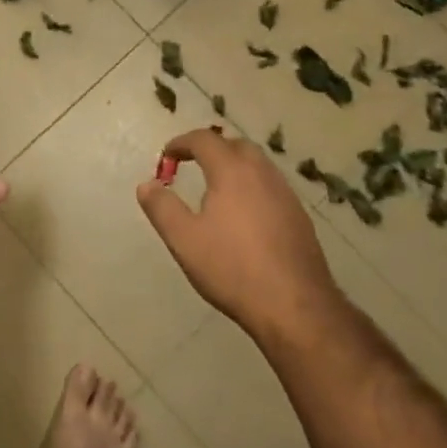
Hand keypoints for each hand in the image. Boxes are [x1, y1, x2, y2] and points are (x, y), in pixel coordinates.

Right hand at [136, 128, 339, 341]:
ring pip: (258, 165)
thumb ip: (161, 207)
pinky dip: (252, 186)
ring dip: (235, 166)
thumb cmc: (232, 268)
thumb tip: (146, 184)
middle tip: (192, 165)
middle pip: (236, 146)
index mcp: (232, 172)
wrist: (295, 307)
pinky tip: (244, 215)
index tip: (167, 156)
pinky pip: (271, 187)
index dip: (182, 143)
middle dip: (212, 149)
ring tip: (216, 189)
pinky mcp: (300, 217)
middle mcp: (262, 174)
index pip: (205, 140)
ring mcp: (286, 195)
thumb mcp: (183, 239)